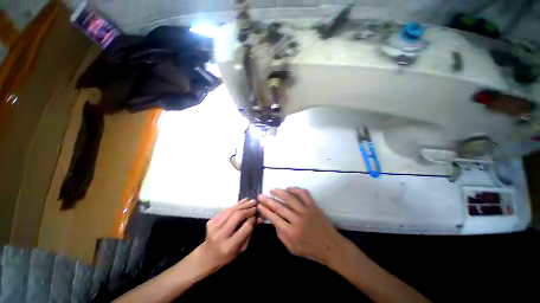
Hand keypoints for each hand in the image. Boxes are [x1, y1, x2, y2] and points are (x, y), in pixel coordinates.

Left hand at [197, 199, 256, 271]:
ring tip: (251, 201)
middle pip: (237, 216)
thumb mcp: (241, 248)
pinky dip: (235, 205)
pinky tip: (243, 202)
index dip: (252, 220)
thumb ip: (250, 232)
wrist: (207, 256)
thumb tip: (259, 218)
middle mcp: (220, 235)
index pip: (245, 228)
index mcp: (229, 246)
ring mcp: (213, 227)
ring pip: (231, 210)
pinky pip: (226, 210)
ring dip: (242, 204)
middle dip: (248, 209)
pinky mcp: (211, 221)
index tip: (257, 215)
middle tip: (255, 205)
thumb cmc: (227, 255)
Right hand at [257, 187, 345, 264]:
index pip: (274, 218)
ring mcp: (306, 210)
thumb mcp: (292, 248)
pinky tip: (288, 187)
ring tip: (271, 189)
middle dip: (267, 200)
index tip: (259, 205)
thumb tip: (274, 221)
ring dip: (279, 192)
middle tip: (260, 195)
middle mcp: (297, 219)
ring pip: (289, 197)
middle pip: (279, 206)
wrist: (330, 245)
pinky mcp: (313, 205)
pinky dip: (295, 189)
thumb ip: (281, 235)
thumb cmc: (310, 249)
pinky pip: (303, 193)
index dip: (265, 210)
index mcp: (291, 232)